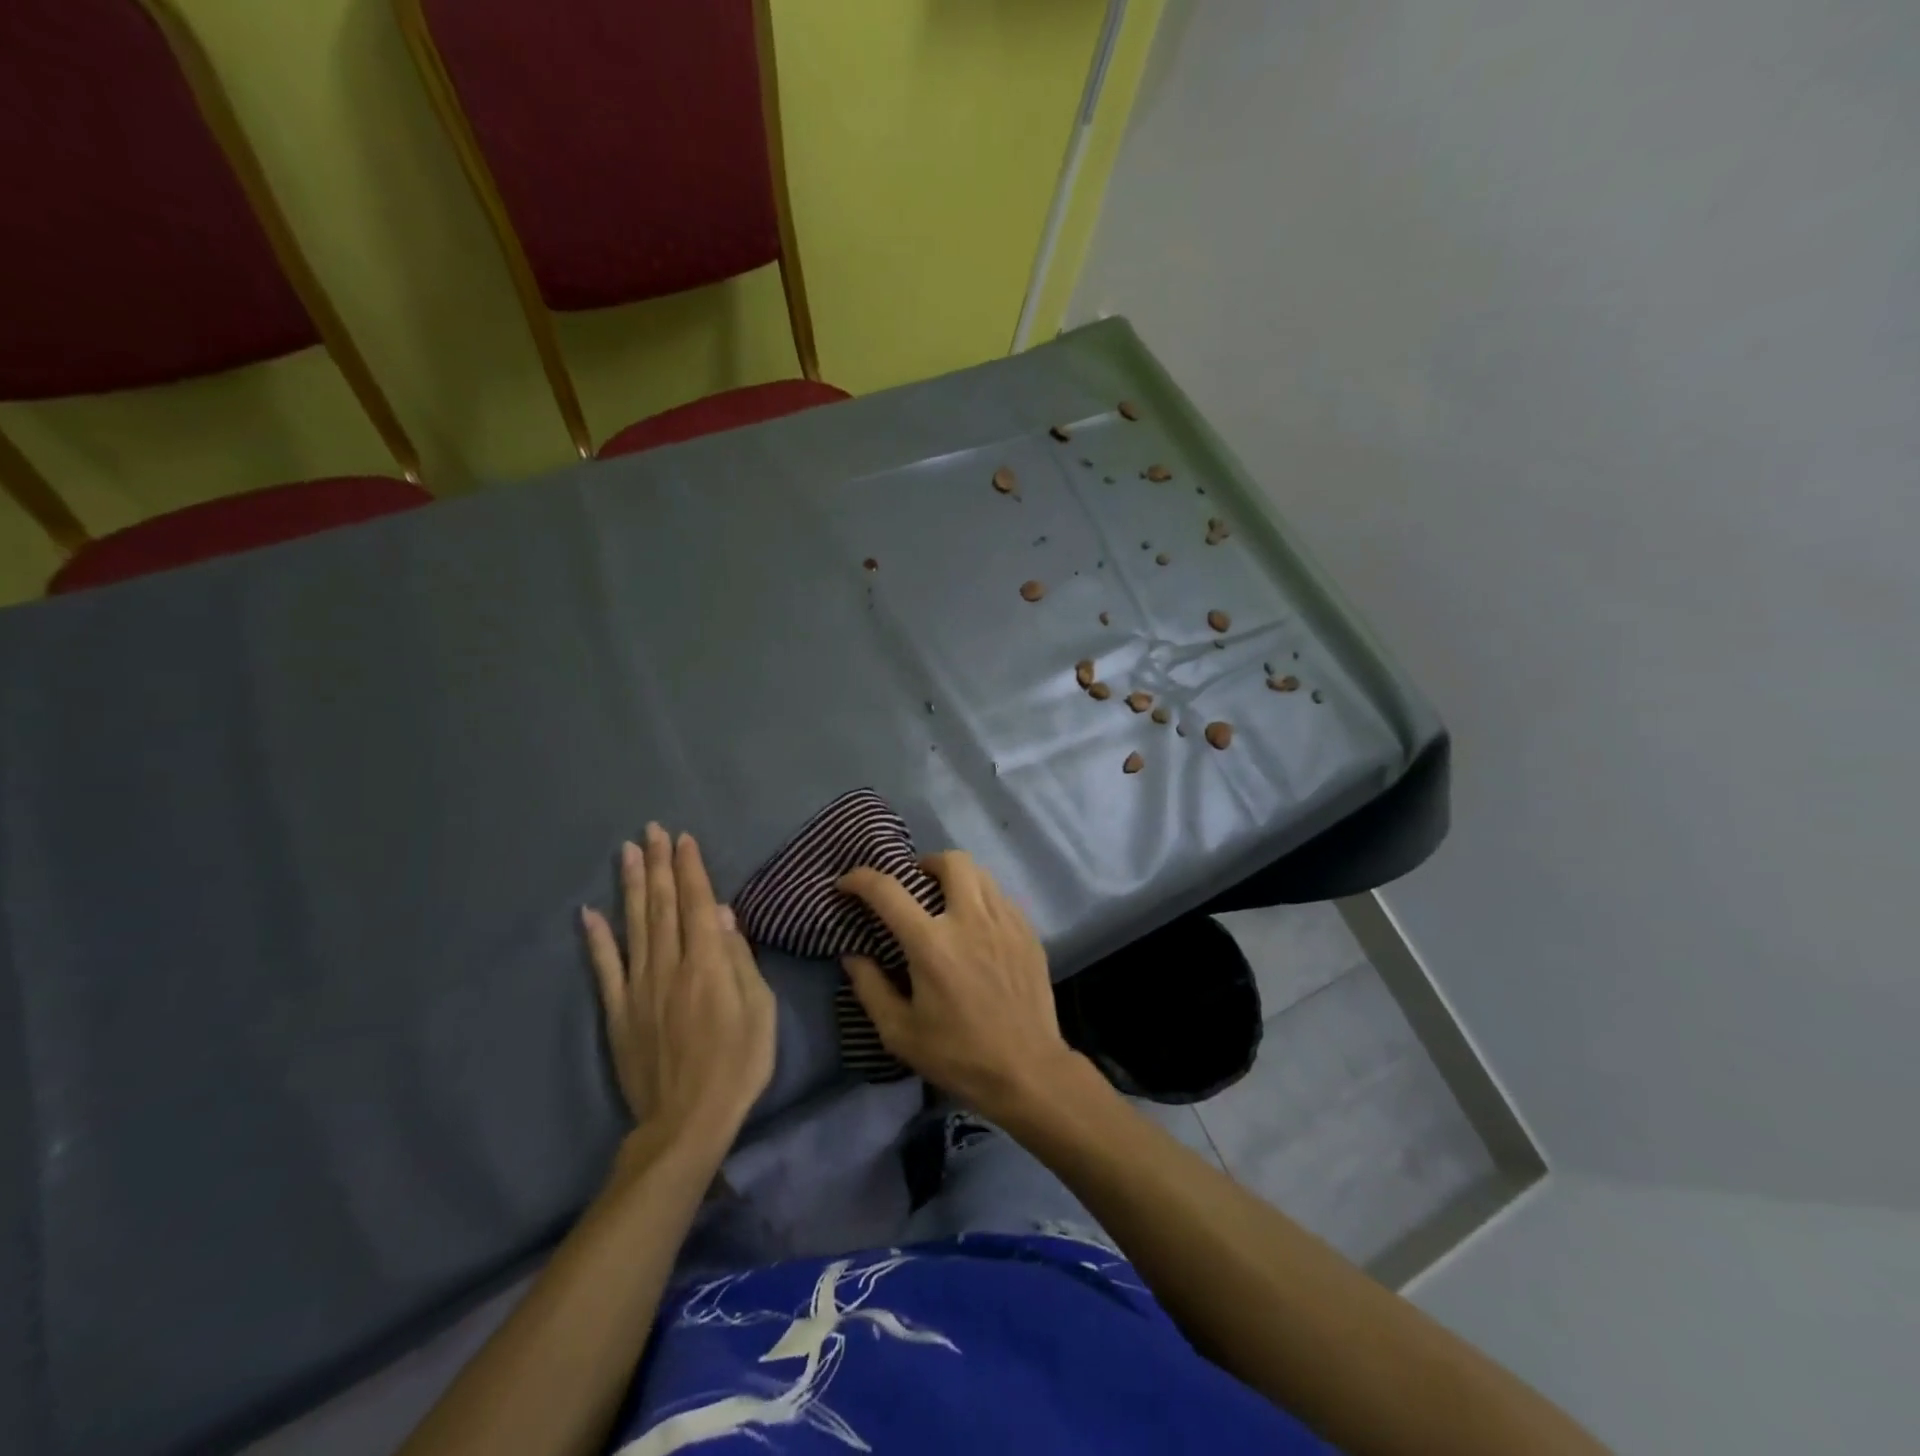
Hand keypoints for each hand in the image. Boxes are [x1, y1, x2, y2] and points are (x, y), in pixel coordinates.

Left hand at [581, 825, 776, 1146]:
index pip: (695, 903)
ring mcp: (639, 987)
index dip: (690, 869)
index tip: (683, 839)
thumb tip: (721, 913)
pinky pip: (604, 968)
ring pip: (633, 925)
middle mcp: (669, 966)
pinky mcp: (619, 1011)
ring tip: (627, 852)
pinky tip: (588, 913)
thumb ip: (738, 958)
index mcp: (707, 964)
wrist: (686, 1122)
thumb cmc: (737, 1064)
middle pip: (662, 906)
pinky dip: (596, 939)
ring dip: (630, 886)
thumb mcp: (759, 1010)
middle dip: (658, 865)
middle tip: (652, 831)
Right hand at [838, 851, 1083, 1122]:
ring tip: (947, 902)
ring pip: (981, 873)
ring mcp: (1005, 922)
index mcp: (932, 943)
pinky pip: (1002, 897)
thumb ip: (870, 987)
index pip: (887, 891)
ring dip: (957, 878)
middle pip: (950, 861)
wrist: (1027, 1071)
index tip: (846, 884)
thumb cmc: (958, 1055)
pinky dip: (983, 899)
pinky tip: (978, 927)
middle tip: (915, 885)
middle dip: (926, 863)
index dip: (860, 879)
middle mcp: (970, 919)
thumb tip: (853, 955)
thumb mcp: (899, 1032)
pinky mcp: (1028, 932)